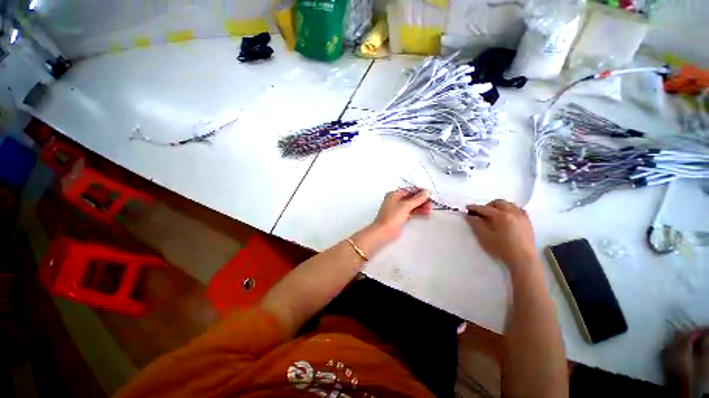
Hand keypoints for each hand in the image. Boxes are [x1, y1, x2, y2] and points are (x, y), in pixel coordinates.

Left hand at [371, 189, 432, 240]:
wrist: (384, 231)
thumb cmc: (391, 217)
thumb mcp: (405, 206)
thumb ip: (417, 199)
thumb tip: (425, 192)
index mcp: (393, 195)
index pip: (408, 190)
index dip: (419, 191)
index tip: (428, 193)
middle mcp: (395, 201)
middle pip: (410, 198)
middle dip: (421, 200)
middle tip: (430, 203)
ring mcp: (397, 209)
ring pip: (411, 206)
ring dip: (420, 207)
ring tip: (430, 209)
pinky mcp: (399, 217)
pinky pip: (410, 212)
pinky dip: (417, 212)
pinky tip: (425, 214)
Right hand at [466, 199, 536, 269]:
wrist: (523, 259)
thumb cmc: (502, 249)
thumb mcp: (485, 237)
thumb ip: (476, 224)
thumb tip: (469, 216)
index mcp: (501, 216)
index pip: (485, 208)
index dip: (475, 208)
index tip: (467, 208)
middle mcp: (513, 213)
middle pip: (499, 203)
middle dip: (488, 205)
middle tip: (481, 213)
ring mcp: (522, 217)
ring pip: (509, 205)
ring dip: (499, 206)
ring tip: (494, 214)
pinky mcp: (528, 222)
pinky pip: (519, 210)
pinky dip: (511, 210)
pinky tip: (507, 216)